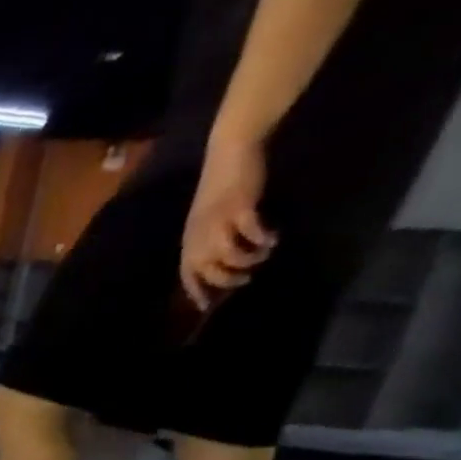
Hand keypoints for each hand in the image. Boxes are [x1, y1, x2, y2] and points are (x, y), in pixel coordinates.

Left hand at [180, 134, 276, 310]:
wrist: (229, 153)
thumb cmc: (219, 189)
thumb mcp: (205, 221)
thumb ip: (207, 241)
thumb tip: (218, 264)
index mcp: (189, 241)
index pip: (187, 275)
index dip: (196, 292)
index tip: (207, 306)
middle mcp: (199, 236)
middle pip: (209, 270)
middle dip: (227, 279)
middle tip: (246, 277)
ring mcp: (218, 222)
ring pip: (229, 255)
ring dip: (249, 259)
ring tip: (264, 254)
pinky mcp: (239, 207)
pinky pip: (251, 232)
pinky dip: (262, 238)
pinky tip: (272, 237)